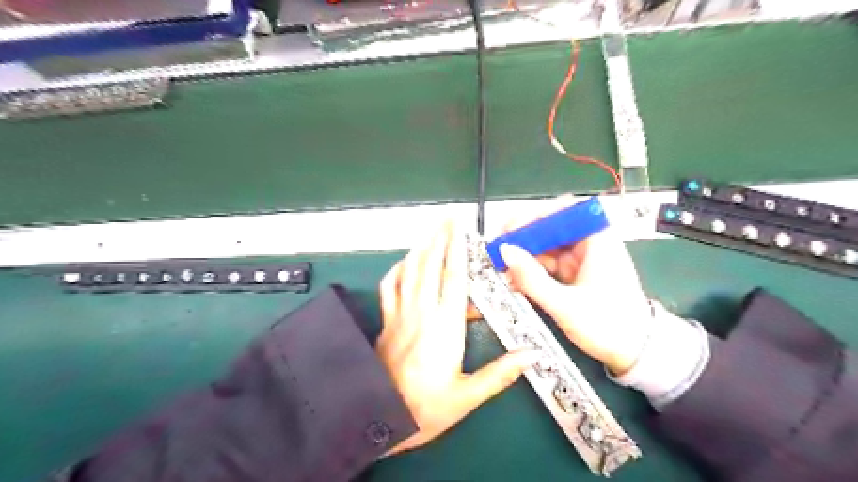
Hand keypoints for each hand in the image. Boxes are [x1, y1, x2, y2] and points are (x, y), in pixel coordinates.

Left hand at [376, 223, 537, 455]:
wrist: (379, 419)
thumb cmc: (426, 410)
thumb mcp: (467, 397)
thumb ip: (499, 374)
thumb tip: (531, 355)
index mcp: (445, 328)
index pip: (453, 279)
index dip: (458, 250)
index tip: (461, 229)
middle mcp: (422, 314)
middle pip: (430, 266)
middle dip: (440, 238)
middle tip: (447, 217)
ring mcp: (400, 315)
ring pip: (410, 272)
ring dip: (421, 247)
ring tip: (430, 230)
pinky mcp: (387, 322)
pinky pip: (390, 287)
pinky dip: (397, 270)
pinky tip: (405, 262)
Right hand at [496, 197, 650, 376]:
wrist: (636, 353)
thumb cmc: (609, 327)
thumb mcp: (565, 305)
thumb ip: (532, 278)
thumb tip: (505, 251)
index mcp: (599, 241)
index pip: (566, 209)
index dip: (536, 214)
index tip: (512, 228)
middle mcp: (591, 244)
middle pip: (553, 226)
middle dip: (525, 236)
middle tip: (501, 249)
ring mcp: (583, 258)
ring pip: (548, 245)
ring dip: (526, 254)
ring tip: (505, 269)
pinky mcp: (577, 273)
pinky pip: (550, 262)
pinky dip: (534, 269)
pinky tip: (518, 280)